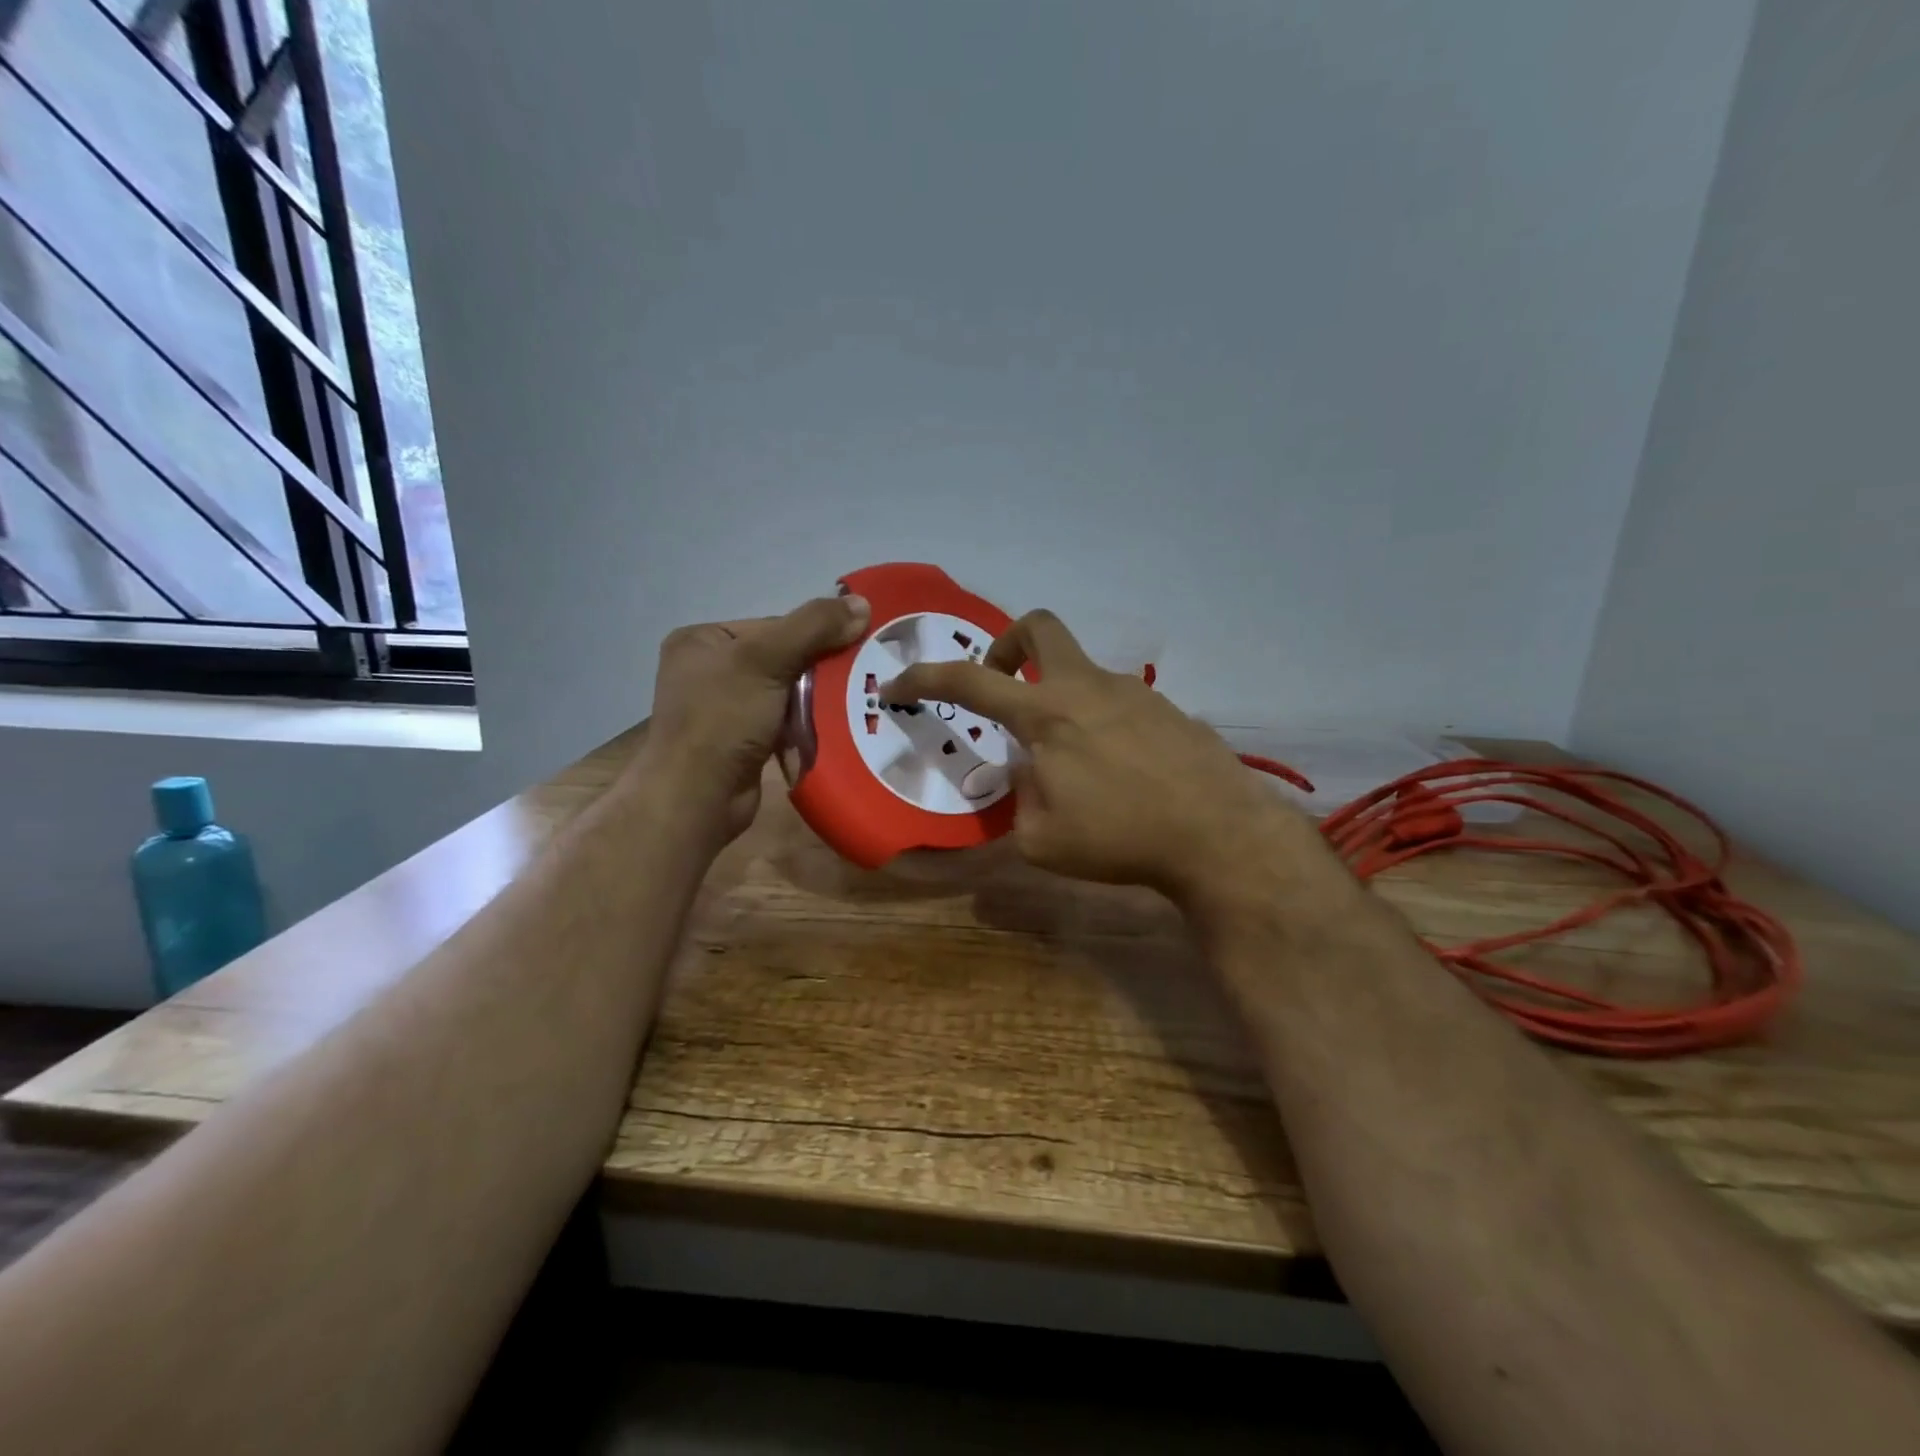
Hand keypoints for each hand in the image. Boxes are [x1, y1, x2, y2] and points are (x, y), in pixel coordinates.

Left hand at [644, 594, 870, 841]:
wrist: (697, 798)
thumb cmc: (722, 720)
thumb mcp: (767, 660)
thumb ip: (814, 627)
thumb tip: (862, 602)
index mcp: (703, 640)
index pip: (774, 626)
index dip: (814, 637)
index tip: (851, 651)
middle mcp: (709, 669)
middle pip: (783, 658)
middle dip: (819, 671)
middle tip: (858, 680)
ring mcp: (723, 708)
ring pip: (786, 692)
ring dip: (817, 701)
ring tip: (852, 704)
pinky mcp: (740, 741)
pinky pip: (783, 721)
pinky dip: (806, 725)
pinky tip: (831, 729)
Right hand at [880, 610, 1314, 908]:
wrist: (1218, 835)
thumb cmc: (1119, 837)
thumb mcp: (1041, 838)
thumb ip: (1019, 798)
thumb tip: (1024, 773)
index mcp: (1046, 714)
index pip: (969, 681)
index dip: (924, 678)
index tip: (898, 685)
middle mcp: (1087, 687)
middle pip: (1040, 626)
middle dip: (1007, 643)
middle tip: (1000, 682)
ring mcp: (1133, 692)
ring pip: (1081, 670)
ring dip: (1058, 695)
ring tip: (1068, 757)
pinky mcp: (1167, 709)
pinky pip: (1117, 701)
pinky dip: (1097, 720)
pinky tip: (1115, 768)